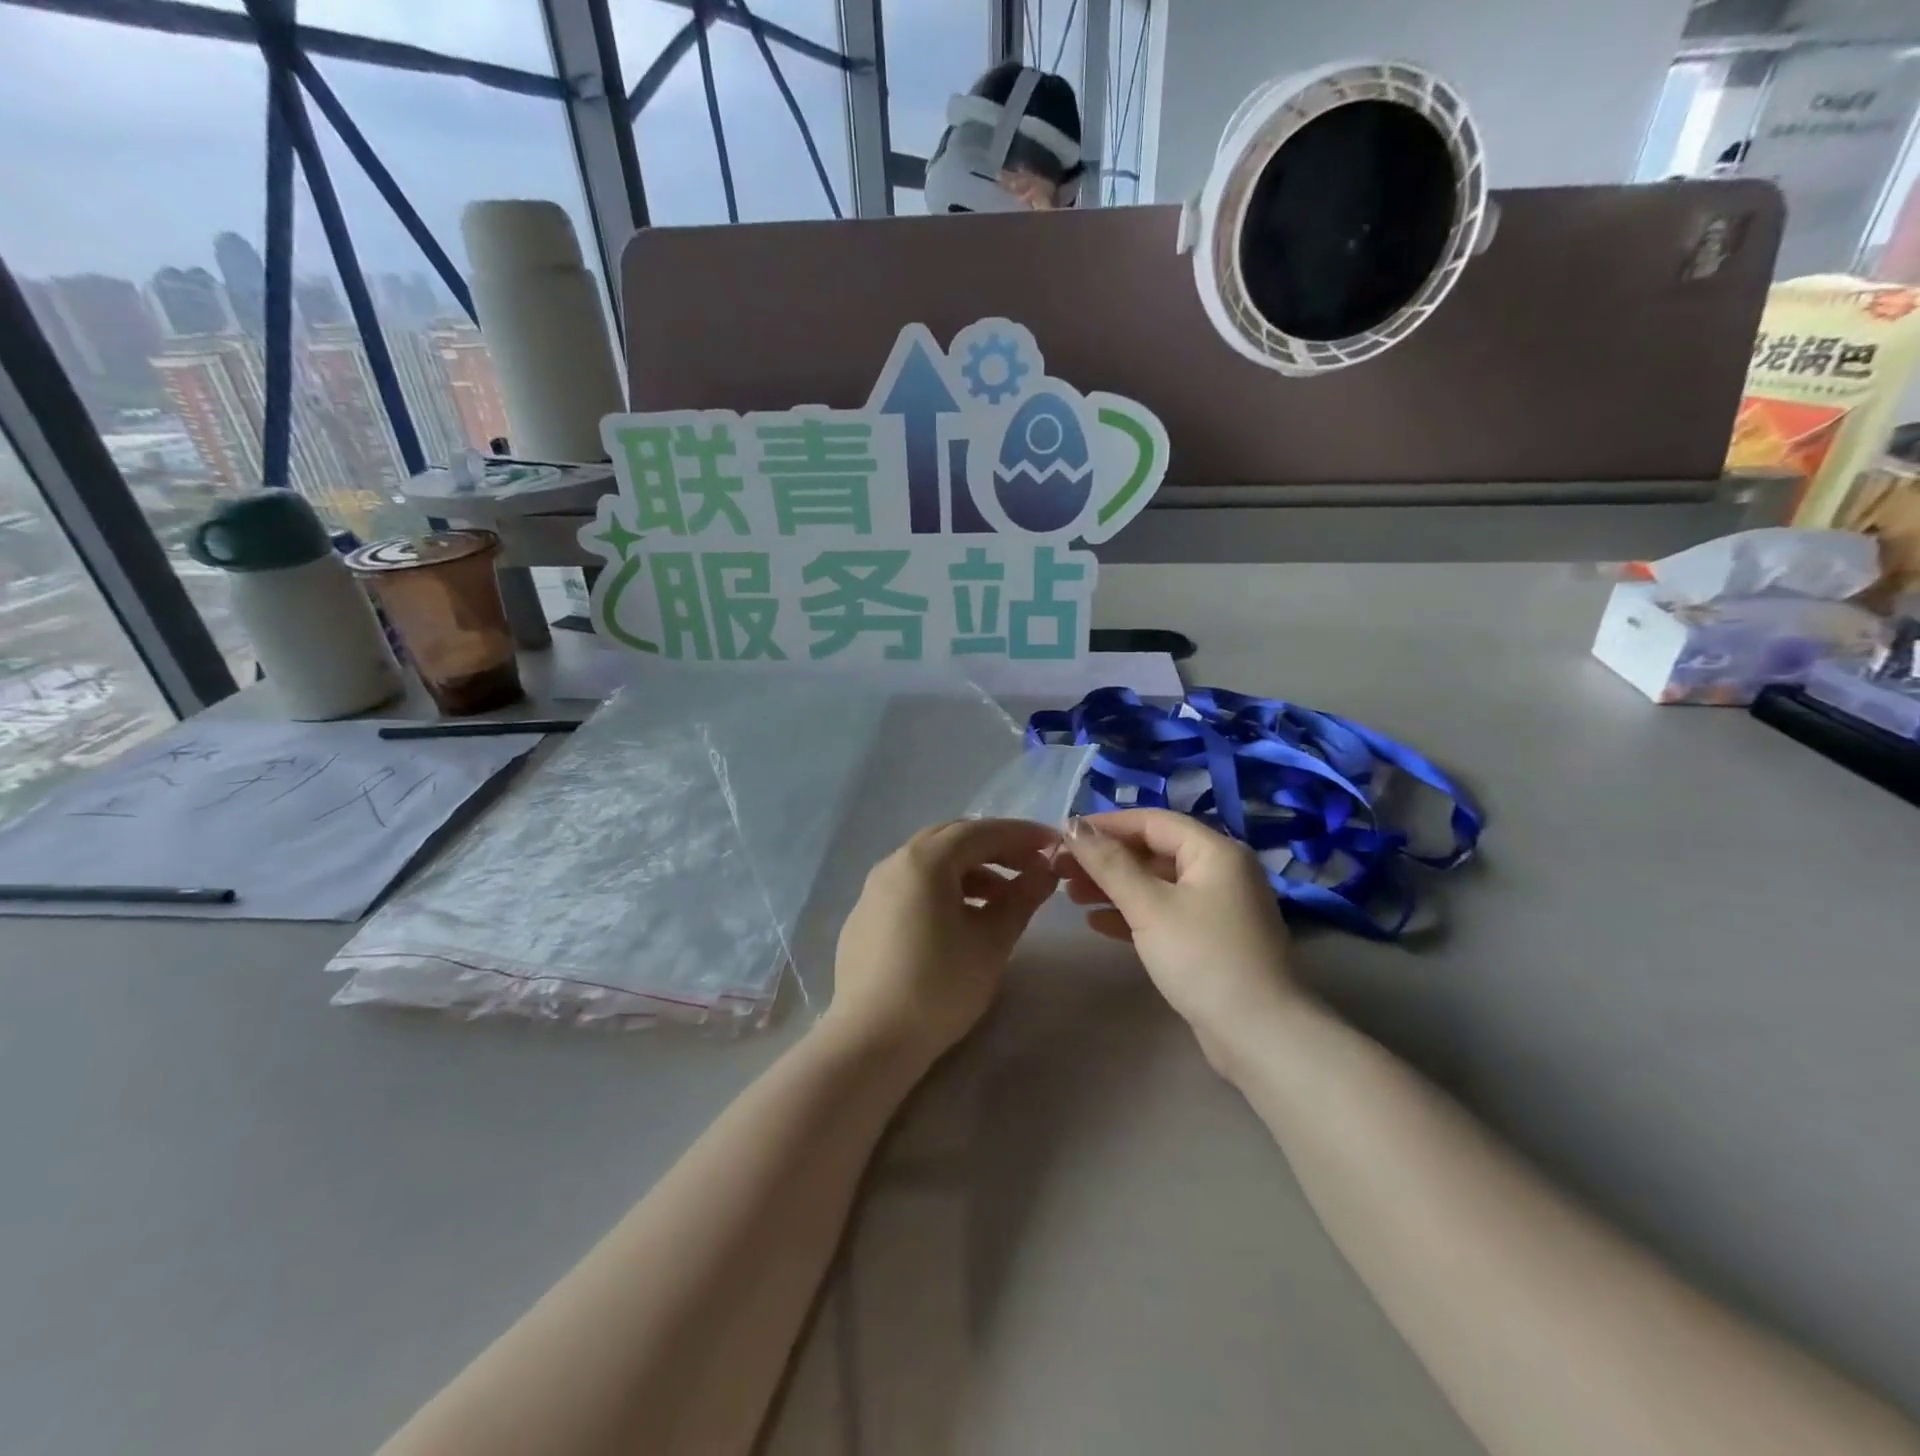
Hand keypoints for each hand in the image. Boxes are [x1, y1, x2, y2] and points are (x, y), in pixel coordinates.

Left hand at [825, 819, 1061, 1066]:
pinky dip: (942, 888)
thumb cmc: (941, 985)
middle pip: (951, 839)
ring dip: (969, 870)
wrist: (872, 1040)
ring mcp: (873, 890)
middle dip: (994, 847)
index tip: (1053, 844)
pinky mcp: (865, 917)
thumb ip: (1021, 898)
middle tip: (1029, 865)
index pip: (980, 831)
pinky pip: (910, 886)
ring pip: (929, 863)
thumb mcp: (992, 941)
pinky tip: (960, 918)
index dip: (1020, 834)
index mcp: (924, 861)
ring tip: (1001, 898)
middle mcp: (893, 863)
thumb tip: (1045, 871)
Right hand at [1060, 810, 1298, 1060]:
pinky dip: (1132, 913)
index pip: (1152, 821)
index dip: (1105, 825)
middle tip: (1061, 869)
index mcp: (1214, 851)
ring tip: (1070, 895)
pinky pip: (1164, 912)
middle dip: (1105, 859)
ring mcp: (1217, 907)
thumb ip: (1109, 863)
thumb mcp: (1149, 906)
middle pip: (1152, 851)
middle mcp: (1219, 871)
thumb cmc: (1202, 958)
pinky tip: (1096, 922)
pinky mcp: (1210, 939)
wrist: (1259, 1035)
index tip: (1063, 835)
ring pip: (1155, 884)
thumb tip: (1073, 825)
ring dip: (1113, 886)